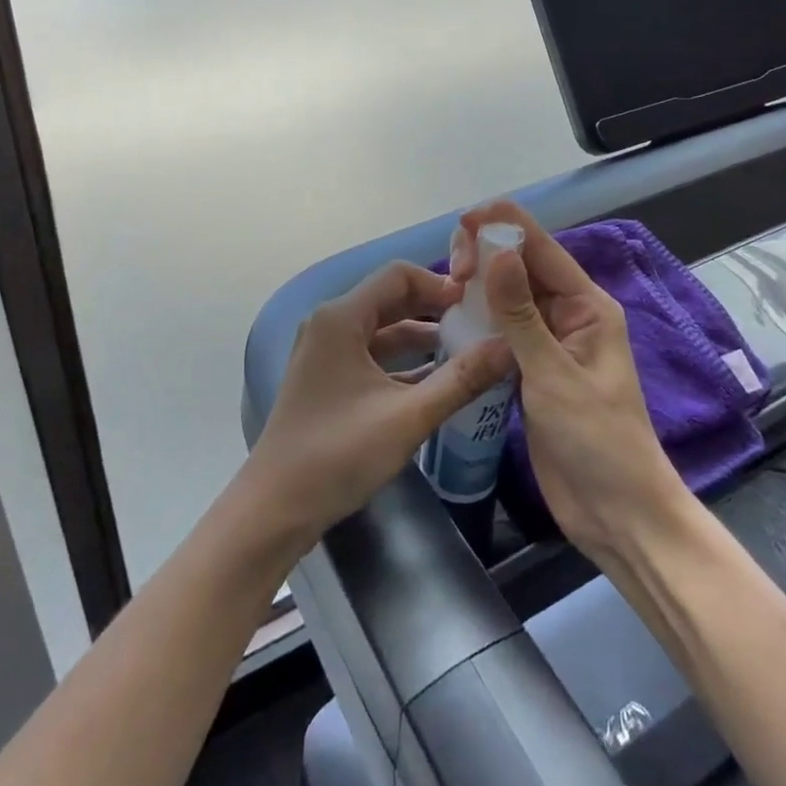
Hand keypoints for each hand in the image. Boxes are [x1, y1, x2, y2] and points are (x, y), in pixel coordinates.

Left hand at [238, 262, 512, 559]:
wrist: (275, 509)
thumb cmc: (338, 454)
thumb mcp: (408, 417)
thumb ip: (461, 379)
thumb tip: (510, 346)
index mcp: (341, 317)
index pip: (398, 275)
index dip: (440, 283)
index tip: (478, 302)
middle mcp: (331, 323)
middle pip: (391, 299)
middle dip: (435, 308)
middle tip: (481, 322)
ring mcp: (326, 351)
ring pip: (383, 329)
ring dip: (422, 337)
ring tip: (469, 349)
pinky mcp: (328, 377)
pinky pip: (372, 354)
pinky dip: (404, 361)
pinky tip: (439, 379)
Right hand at [450, 201, 686, 560]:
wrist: (617, 513)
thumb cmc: (597, 440)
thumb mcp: (554, 375)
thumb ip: (521, 314)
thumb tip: (496, 252)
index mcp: (587, 306)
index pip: (542, 249)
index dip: (504, 226)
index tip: (463, 219)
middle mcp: (568, 314)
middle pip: (523, 267)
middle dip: (488, 256)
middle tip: (451, 270)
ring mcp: (549, 343)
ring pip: (509, 297)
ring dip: (480, 285)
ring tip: (445, 285)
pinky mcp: (531, 369)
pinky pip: (502, 329)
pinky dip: (479, 318)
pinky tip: (452, 317)